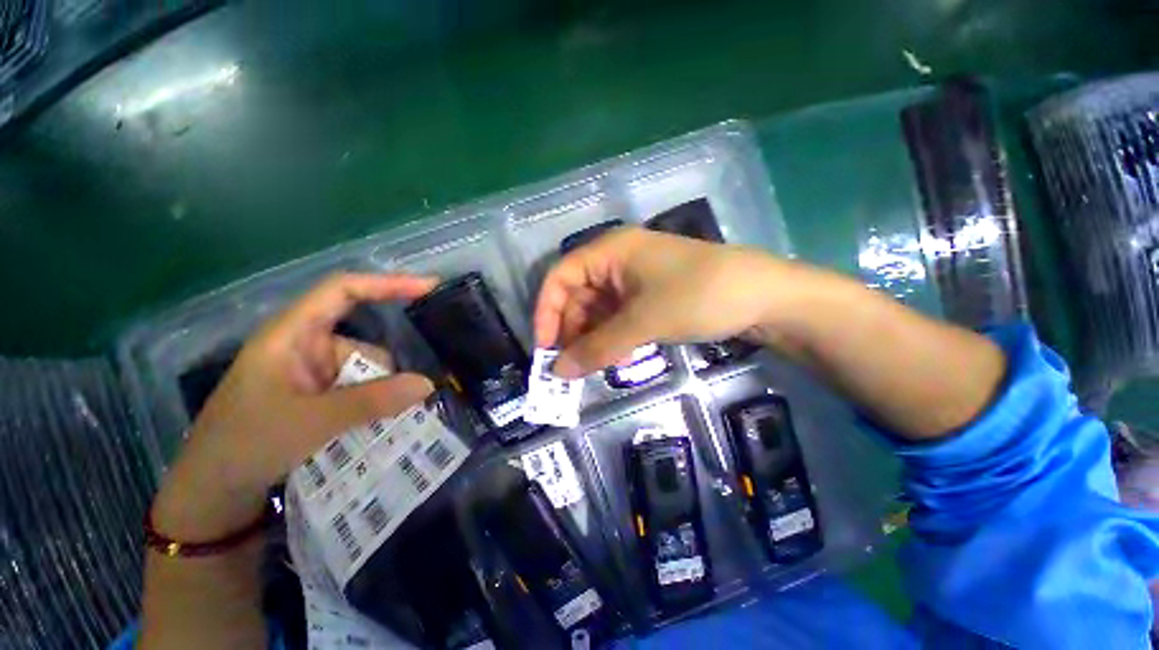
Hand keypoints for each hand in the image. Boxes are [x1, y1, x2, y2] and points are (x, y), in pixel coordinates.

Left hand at [152, 273, 436, 540]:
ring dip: (382, 395)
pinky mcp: (319, 396)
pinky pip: (361, 390)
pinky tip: (380, 425)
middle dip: (387, 372)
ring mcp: (313, 373)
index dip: (387, 283)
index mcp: (292, 334)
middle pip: (364, 343)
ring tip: (390, 423)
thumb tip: (428, 384)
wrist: (212, 494)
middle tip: (413, 398)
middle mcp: (306, 347)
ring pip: (367, 372)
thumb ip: (371, 402)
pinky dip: (375, 404)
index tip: (429, 287)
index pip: (343, 291)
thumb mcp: (309, 422)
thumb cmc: (244, 445)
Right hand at [534, 226, 789, 377]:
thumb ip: (598, 348)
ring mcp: (635, 278)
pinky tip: (613, 356)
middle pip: (578, 294)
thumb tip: (558, 373)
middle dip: (570, 330)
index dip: (547, 311)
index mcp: (610, 251)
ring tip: (589, 366)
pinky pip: (618, 315)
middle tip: (568, 366)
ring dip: (591, 337)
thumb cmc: (698, 296)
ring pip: (598, 308)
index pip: (560, 276)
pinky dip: (611, 336)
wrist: (764, 297)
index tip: (546, 347)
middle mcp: (617, 260)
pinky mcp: (650, 295)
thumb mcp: (642, 322)